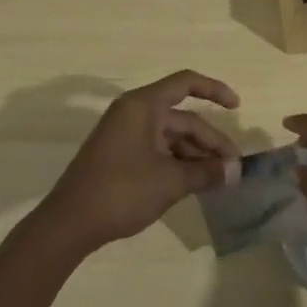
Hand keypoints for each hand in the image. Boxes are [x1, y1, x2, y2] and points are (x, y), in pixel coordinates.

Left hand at [41, 71, 240, 252]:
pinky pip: (157, 150)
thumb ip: (206, 172)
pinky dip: (178, 162)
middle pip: (182, 118)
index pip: (186, 83)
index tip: (237, 107)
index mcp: (143, 106)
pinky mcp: (120, 155)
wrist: (69, 223)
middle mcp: (134, 113)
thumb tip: (235, 171)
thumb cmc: (122, 191)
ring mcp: (125, 135)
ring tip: (218, 180)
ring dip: (195, 155)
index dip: (214, 90)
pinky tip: (194, 183)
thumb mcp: (170, 181)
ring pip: (171, 136)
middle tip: (233, 169)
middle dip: (209, 141)